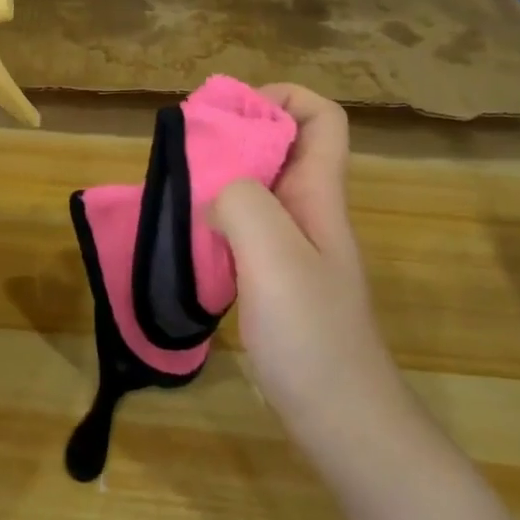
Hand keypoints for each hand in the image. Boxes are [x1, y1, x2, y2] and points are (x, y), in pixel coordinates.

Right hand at [211, 85, 416, 452]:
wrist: (342, 421)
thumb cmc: (313, 336)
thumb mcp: (276, 258)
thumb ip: (243, 204)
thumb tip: (215, 192)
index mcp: (319, 195)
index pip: (321, 118)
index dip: (280, 99)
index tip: (226, 115)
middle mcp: (309, 212)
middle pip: (282, 147)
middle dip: (235, 135)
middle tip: (185, 153)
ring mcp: (293, 249)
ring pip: (258, 188)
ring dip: (220, 178)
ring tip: (177, 188)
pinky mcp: (274, 280)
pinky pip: (243, 228)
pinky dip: (215, 219)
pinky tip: (186, 237)